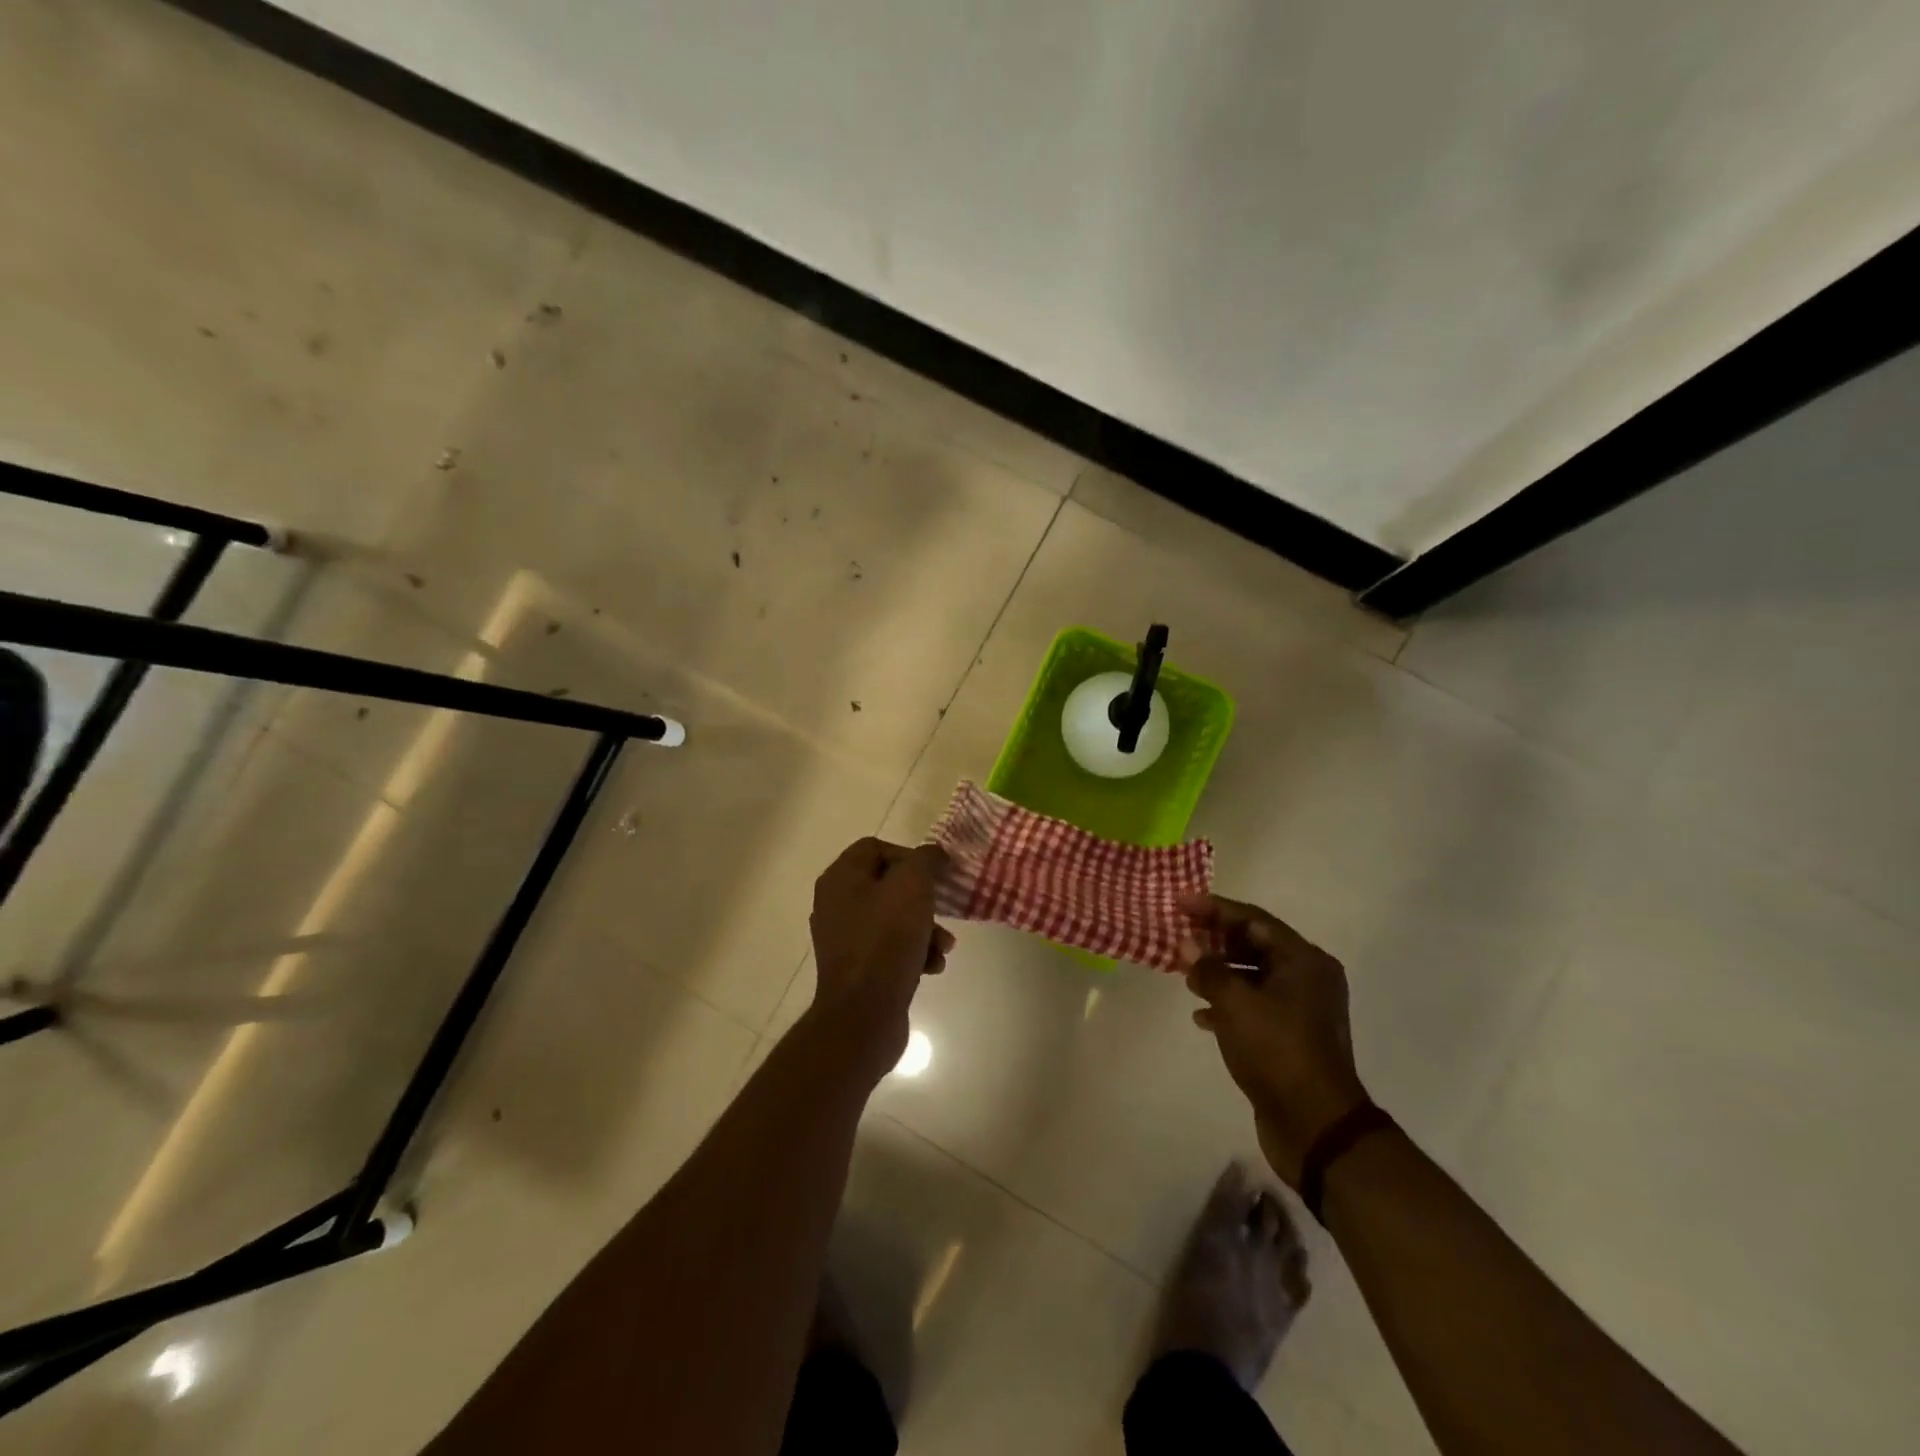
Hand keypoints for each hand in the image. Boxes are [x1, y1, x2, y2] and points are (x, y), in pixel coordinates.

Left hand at [808, 837, 954, 1080]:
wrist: (864, 1014)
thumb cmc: (886, 940)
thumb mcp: (913, 886)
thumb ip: (925, 860)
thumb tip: (933, 855)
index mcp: (840, 879)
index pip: (875, 848)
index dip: (909, 855)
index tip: (935, 874)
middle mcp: (836, 904)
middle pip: (888, 885)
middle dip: (923, 898)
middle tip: (944, 909)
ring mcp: (844, 939)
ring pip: (894, 919)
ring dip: (925, 929)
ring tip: (944, 946)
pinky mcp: (857, 969)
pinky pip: (890, 949)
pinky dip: (914, 953)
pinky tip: (932, 967)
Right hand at [1179, 894, 1369, 1188]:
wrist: (1315, 1126)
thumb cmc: (1276, 1051)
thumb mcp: (1235, 1004)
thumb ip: (1208, 968)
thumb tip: (1187, 944)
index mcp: (1303, 961)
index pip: (1253, 920)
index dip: (1214, 908)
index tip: (1180, 901)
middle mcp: (1307, 978)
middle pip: (1254, 944)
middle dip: (1215, 940)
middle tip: (1179, 934)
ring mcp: (1301, 1009)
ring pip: (1253, 976)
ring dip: (1219, 971)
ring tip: (1185, 973)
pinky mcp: (1291, 1036)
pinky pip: (1255, 1005)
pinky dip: (1228, 1003)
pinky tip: (1201, 1015)